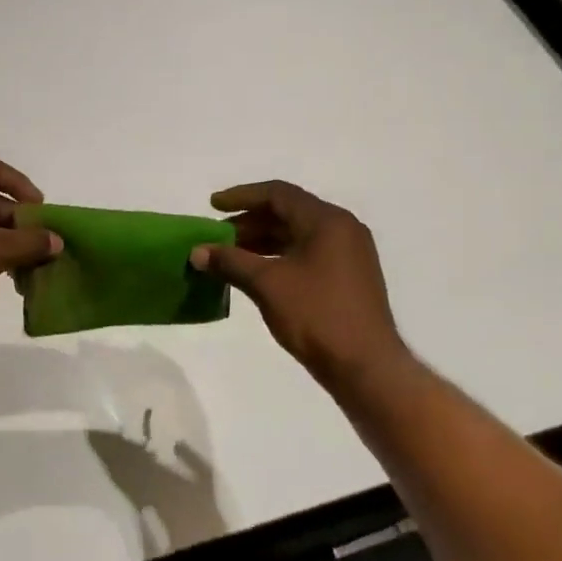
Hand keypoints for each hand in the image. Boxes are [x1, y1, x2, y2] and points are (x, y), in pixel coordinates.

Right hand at [190, 181, 411, 386]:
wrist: (365, 366)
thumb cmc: (316, 315)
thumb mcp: (267, 284)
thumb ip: (230, 262)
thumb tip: (196, 252)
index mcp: (327, 221)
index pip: (278, 194)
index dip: (242, 196)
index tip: (212, 205)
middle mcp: (342, 229)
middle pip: (288, 212)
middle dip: (249, 222)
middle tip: (217, 236)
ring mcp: (349, 254)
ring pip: (297, 235)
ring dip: (262, 241)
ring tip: (229, 256)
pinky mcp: (348, 277)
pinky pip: (307, 254)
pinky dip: (279, 257)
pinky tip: (255, 273)